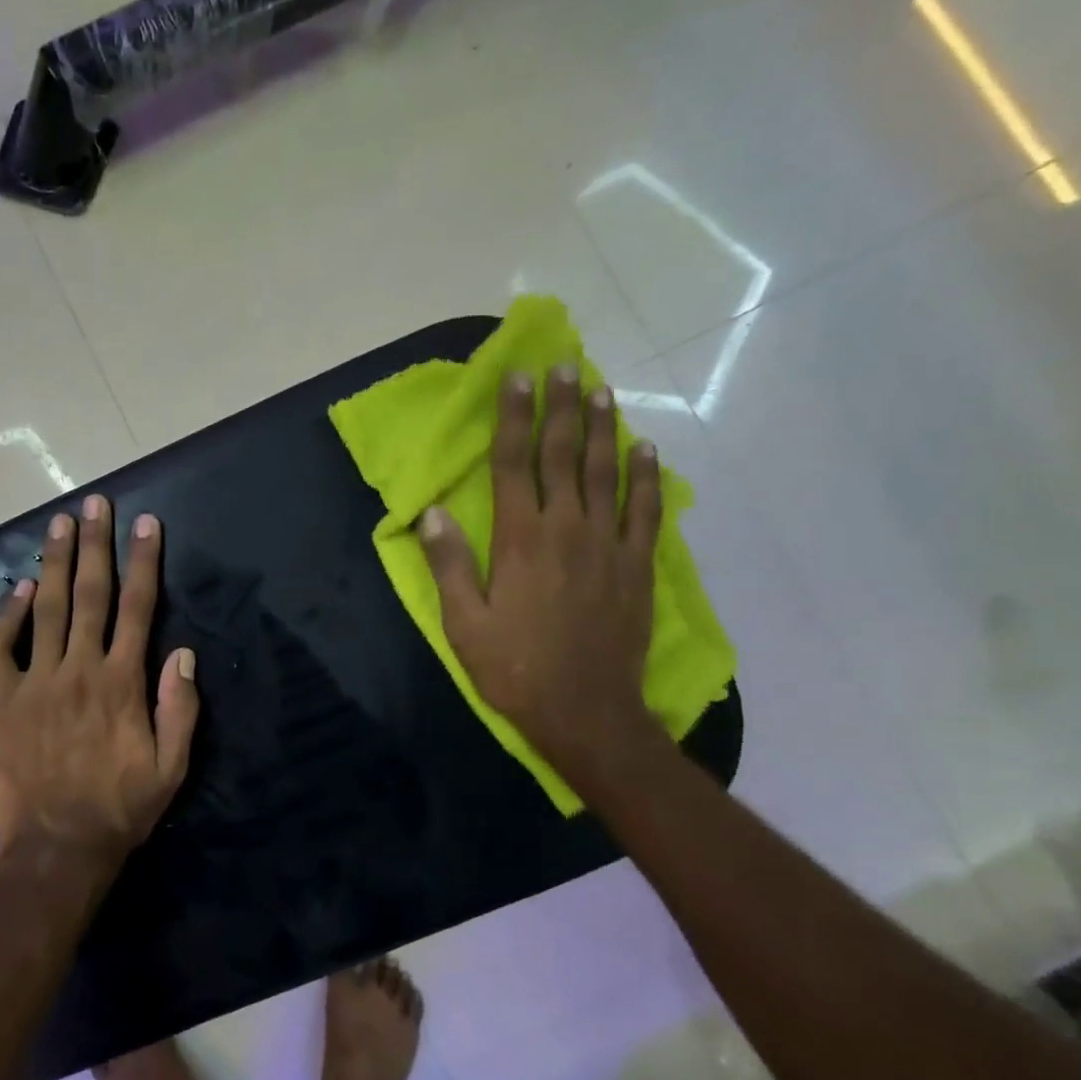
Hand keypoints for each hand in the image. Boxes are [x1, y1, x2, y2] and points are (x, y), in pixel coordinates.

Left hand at [0, 495, 198, 873]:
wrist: (57, 849)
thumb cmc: (121, 809)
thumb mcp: (172, 768)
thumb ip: (180, 708)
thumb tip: (183, 652)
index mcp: (123, 682)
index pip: (139, 608)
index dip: (144, 562)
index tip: (146, 524)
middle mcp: (79, 670)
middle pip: (89, 594)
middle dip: (95, 544)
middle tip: (95, 503)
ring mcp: (36, 682)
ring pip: (44, 609)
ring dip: (53, 562)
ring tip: (59, 523)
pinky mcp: (4, 702)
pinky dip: (5, 617)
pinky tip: (16, 590)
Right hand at [419, 365, 661, 773]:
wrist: (586, 713)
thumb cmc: (514, 668)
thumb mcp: (463, 623)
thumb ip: (449, 564)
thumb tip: (433, 512)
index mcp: (520, 541)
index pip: (516, 464)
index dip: (515, 418)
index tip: (518, 378)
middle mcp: (567, 530)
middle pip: (564, 456)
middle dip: (562, 407)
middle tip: (564, 365)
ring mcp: (609, 546)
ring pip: (605, 473)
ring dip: (602, 429)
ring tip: (601, 390)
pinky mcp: (637, 567)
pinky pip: (646, 510)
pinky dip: (647, 477)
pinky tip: (644, 449)